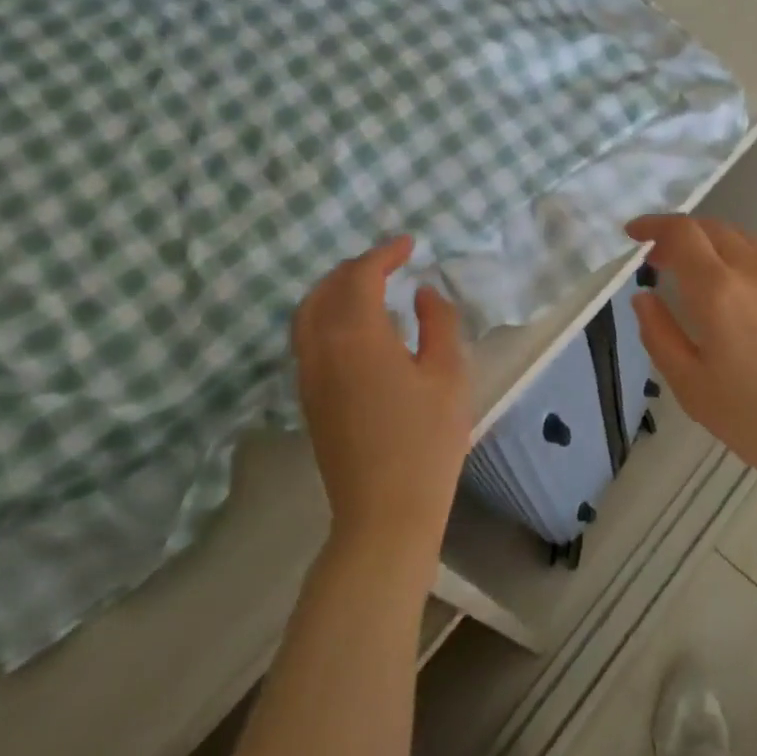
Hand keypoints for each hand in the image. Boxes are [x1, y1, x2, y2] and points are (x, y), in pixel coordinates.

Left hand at [291, 236, 471, 562]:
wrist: (385, 511)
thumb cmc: (427, 440)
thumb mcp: (449, 374)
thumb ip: (438, 322)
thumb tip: (422, 293)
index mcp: (357, 337)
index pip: (360, 277)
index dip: (384, 254)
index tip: (410, 244)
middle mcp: (322, 349)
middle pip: (325, 290)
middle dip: (356, 267)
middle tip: (391, 261)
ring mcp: (309, 376)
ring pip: (307, 313)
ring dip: (334, 289)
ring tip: (370, 285)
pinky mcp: (308, 398)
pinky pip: (306, 337)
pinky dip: (326, 314)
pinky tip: (356, 326)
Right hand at [625, 215, 756, 484]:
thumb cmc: (755, 415)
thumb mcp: (691, 385)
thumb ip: (660, 335)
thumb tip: (643, 298)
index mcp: (718, 289)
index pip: (682, 233)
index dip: (653, 225)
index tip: (632, 235)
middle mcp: (752, 272)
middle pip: (713, 228)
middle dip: (679, 234)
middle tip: (656, 259)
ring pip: (741, 240)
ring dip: (709, 243)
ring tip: (692, 271)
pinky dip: (734, 259)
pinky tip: (731, 295)